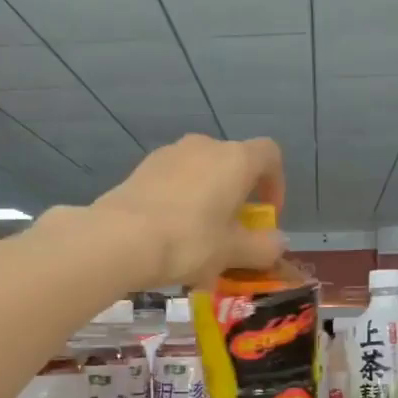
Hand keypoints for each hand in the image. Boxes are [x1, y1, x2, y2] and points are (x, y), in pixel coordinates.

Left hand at [90, 134, 286, 288]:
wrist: (120, 239)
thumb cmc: (190, 241)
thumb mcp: (233, 252)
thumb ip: (263, 247)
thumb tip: (278, 243)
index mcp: (235, 160)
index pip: (270, 155)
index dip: (276, 184)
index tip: (267, 216)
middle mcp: (204, 146)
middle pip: (233, 166)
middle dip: (238, 199)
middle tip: (233, 236)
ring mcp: (169, 154)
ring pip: (201, 176)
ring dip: (208, 203)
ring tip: (200, 243)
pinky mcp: (142, 170)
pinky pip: (174, 184)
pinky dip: (181, 205)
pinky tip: (171, 238)